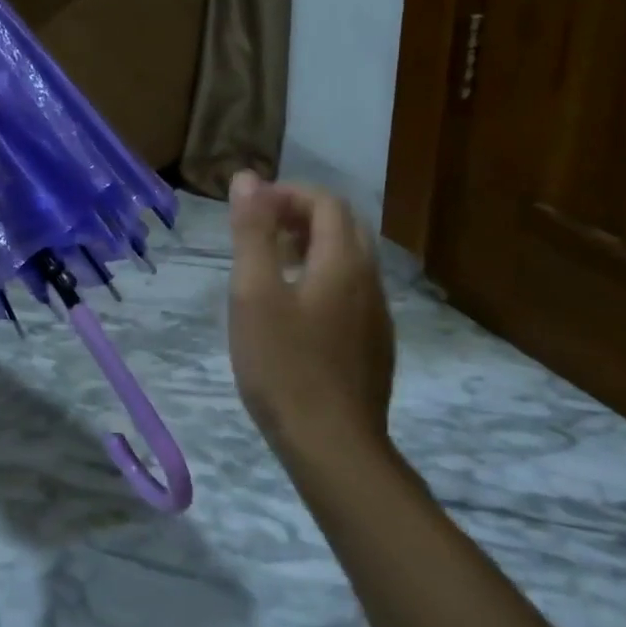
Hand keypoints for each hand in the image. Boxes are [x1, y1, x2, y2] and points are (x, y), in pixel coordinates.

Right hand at [227, 173, 396, 454]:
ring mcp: (376, 315)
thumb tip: (248, 179)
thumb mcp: (254, 293)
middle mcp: (369, 280)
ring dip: (312, 246)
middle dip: (301, 215)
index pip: (326, 202)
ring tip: (270, 265)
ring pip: (349, 260)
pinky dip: (322, 277)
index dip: (287, 193)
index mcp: (343, 262)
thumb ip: (252, 232)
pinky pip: (351, 291)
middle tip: (260, 231)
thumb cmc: (284, 365)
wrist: (333, 447)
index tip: (250, 208)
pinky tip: (294, 311)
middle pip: (343, 226)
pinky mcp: (373, 345)